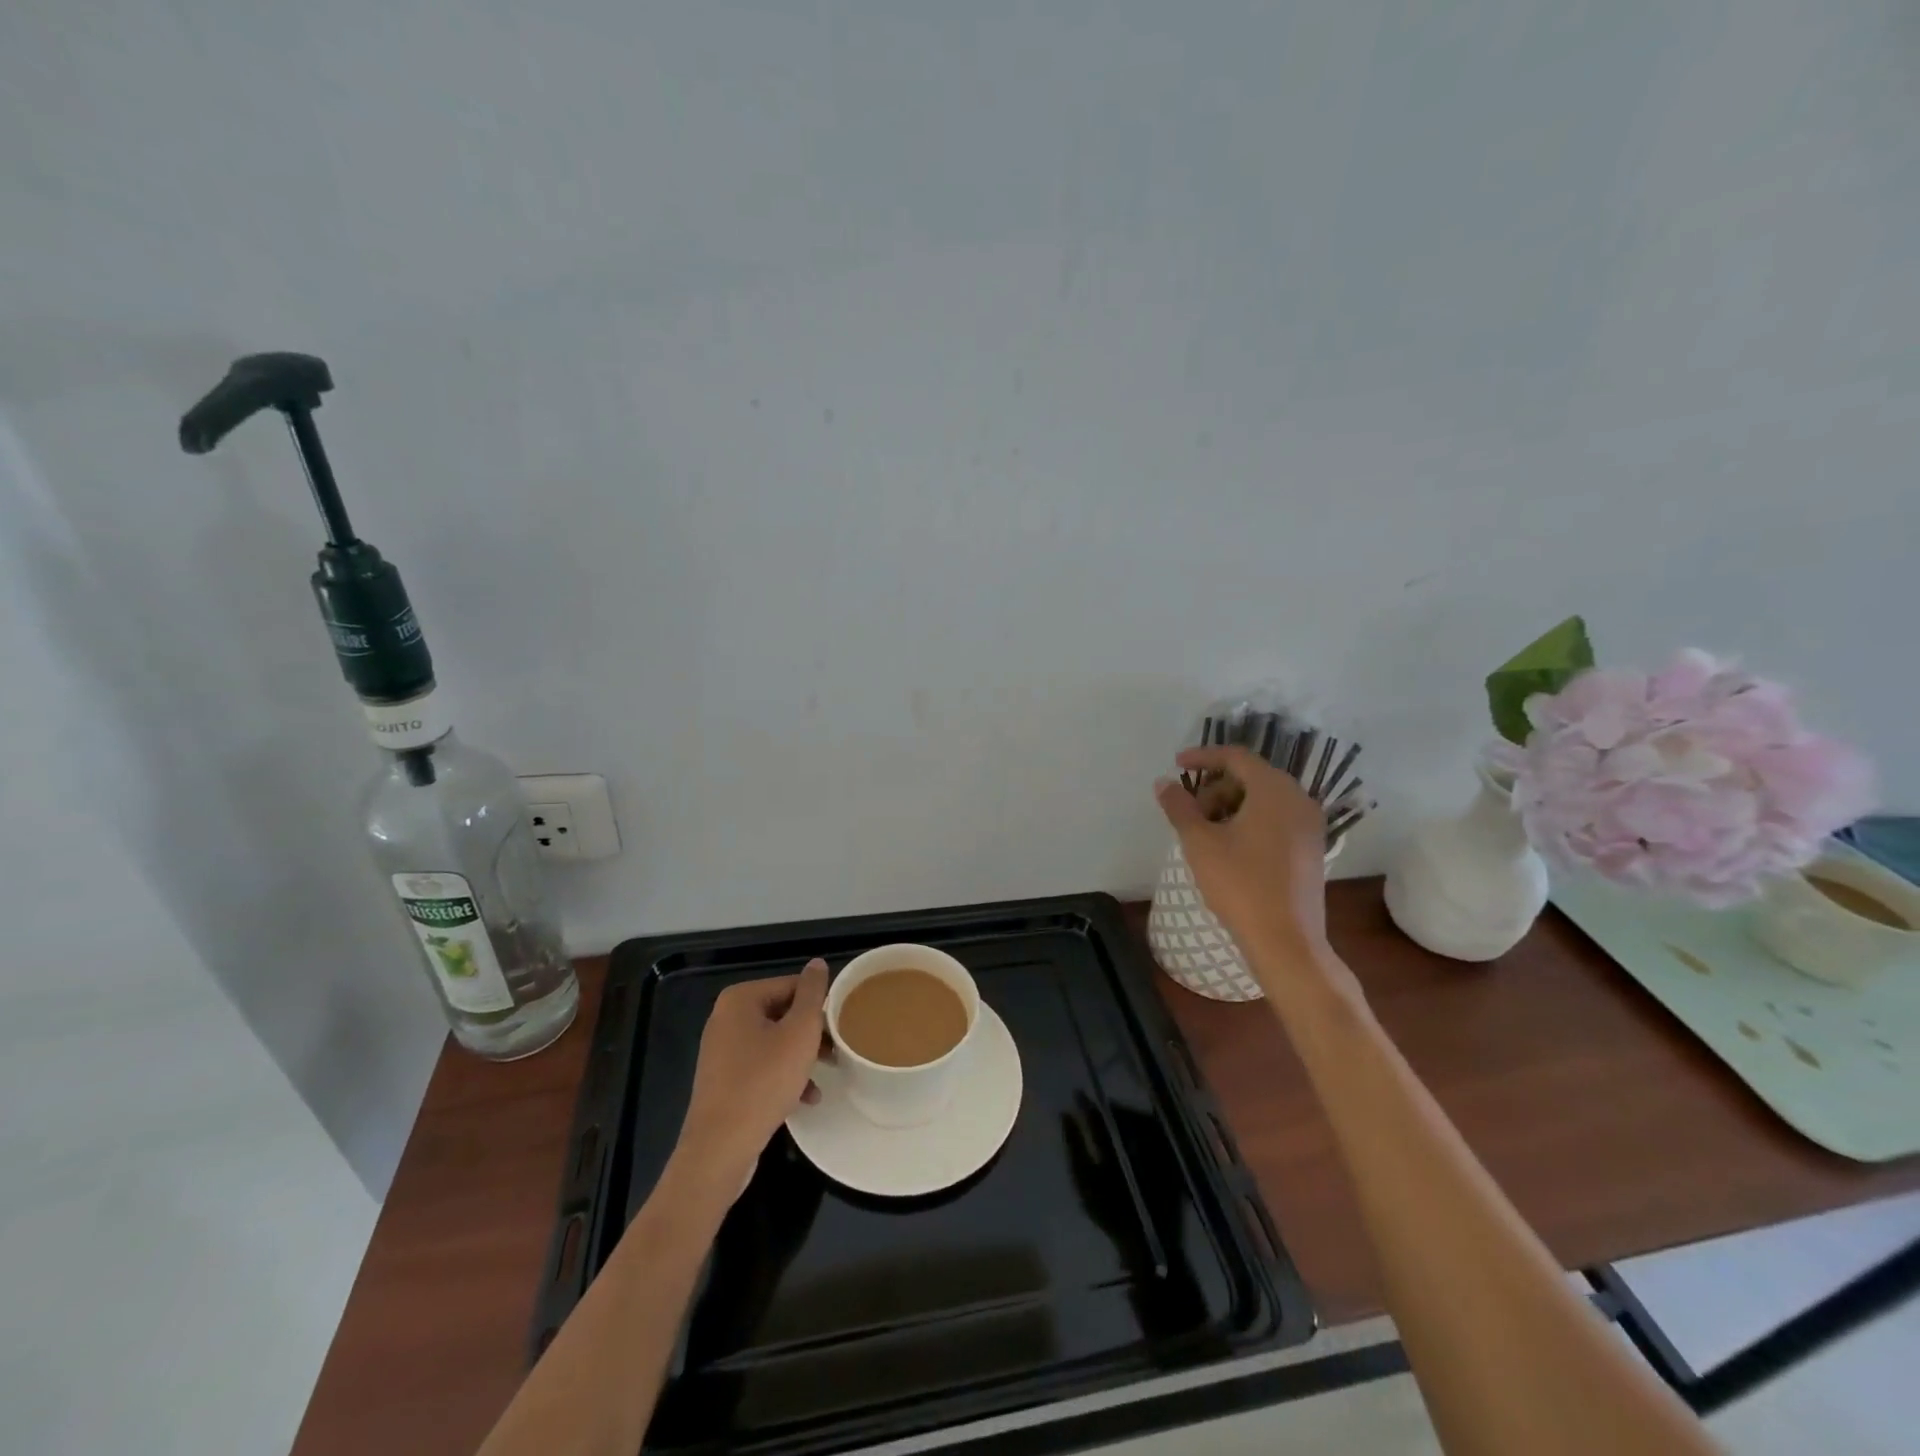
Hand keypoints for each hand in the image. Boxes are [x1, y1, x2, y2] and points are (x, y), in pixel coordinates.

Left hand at [671, 960, 828, 1197]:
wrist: (720, 1148)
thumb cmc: (764, 1081)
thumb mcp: (800, 1032)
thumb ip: (812, 994)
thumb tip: (817, 963)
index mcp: (741, 999)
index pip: (792, 986)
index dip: (820, 1005)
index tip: (841, 1026)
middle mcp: (726, 1018)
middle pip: (783, 1013)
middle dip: (812, 1033)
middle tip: (836, 1051)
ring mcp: (722, 1050)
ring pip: (775, 1042)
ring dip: (801, 1057)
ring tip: (826, 1074)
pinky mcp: (723, 1080)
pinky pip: (761, 1066)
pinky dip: (784, 1076)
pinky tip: (806, 1098)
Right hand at [1155, 745, 1331, 964]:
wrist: (1286, 941)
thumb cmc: (1240, 884)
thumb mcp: (1199, 842)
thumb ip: (1179, 807)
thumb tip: (1164, 783)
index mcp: (1274, 790)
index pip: (1236, 757)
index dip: (1203, 756)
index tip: (1176, 765)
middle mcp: (1298, 799)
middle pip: (1251, 776)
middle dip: (1215, 786)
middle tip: (1189, 811)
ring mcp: (1310, 825)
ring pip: (1264, 799)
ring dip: (1231, 805)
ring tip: (1205, 832)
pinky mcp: (1311, 848)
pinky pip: (1277, 818)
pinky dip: (1250, 820)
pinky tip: (1229, 847)